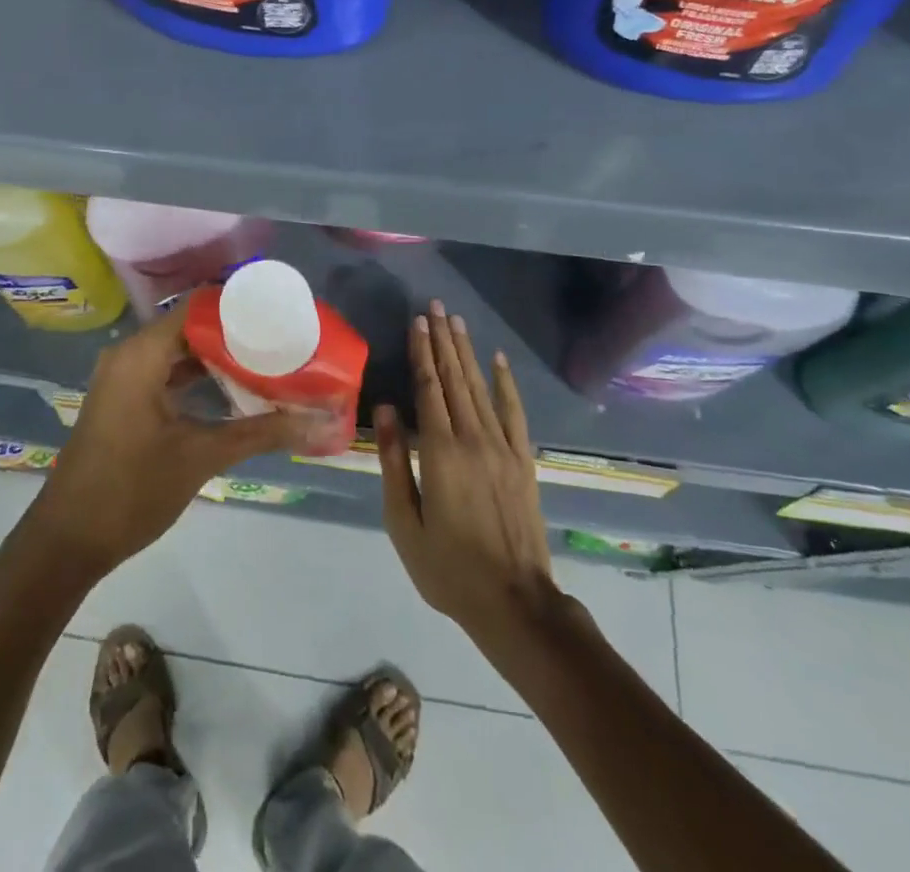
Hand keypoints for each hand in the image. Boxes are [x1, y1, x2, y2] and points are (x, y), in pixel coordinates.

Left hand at [25, 299, 306, 578]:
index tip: (280, 316)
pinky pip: (167, 374)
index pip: (198, 308)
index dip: (239, 309)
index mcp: (141, 355)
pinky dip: (198, 379)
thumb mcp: (201, 457)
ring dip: (219, 359)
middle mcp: (129, 356)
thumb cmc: (131, 491)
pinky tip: (234, 393)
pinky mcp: (124, 401)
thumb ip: (262, 434)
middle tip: (283, 343)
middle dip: (236, 335)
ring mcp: (123, 379)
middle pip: (190, 328)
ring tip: (268, 364)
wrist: (66, 543)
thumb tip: (320, 424)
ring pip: (179, 353)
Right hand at [377, 301, 558, 645]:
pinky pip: (514, 412)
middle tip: (436, 307)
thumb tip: (385, 408)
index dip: (422, 353)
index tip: (417, 321)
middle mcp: (473, 439)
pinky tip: (498, 360)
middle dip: (443, 341)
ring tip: (457, 322)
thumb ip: (393, 462)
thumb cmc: (448, 567)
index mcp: (440, 453)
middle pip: (454, 379)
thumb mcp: (404, 522)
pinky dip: (505, 383)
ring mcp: (503, 448)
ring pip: (480, 388)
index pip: (428, 389)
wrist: (514, 602)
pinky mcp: (523, 461)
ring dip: (467, 352)